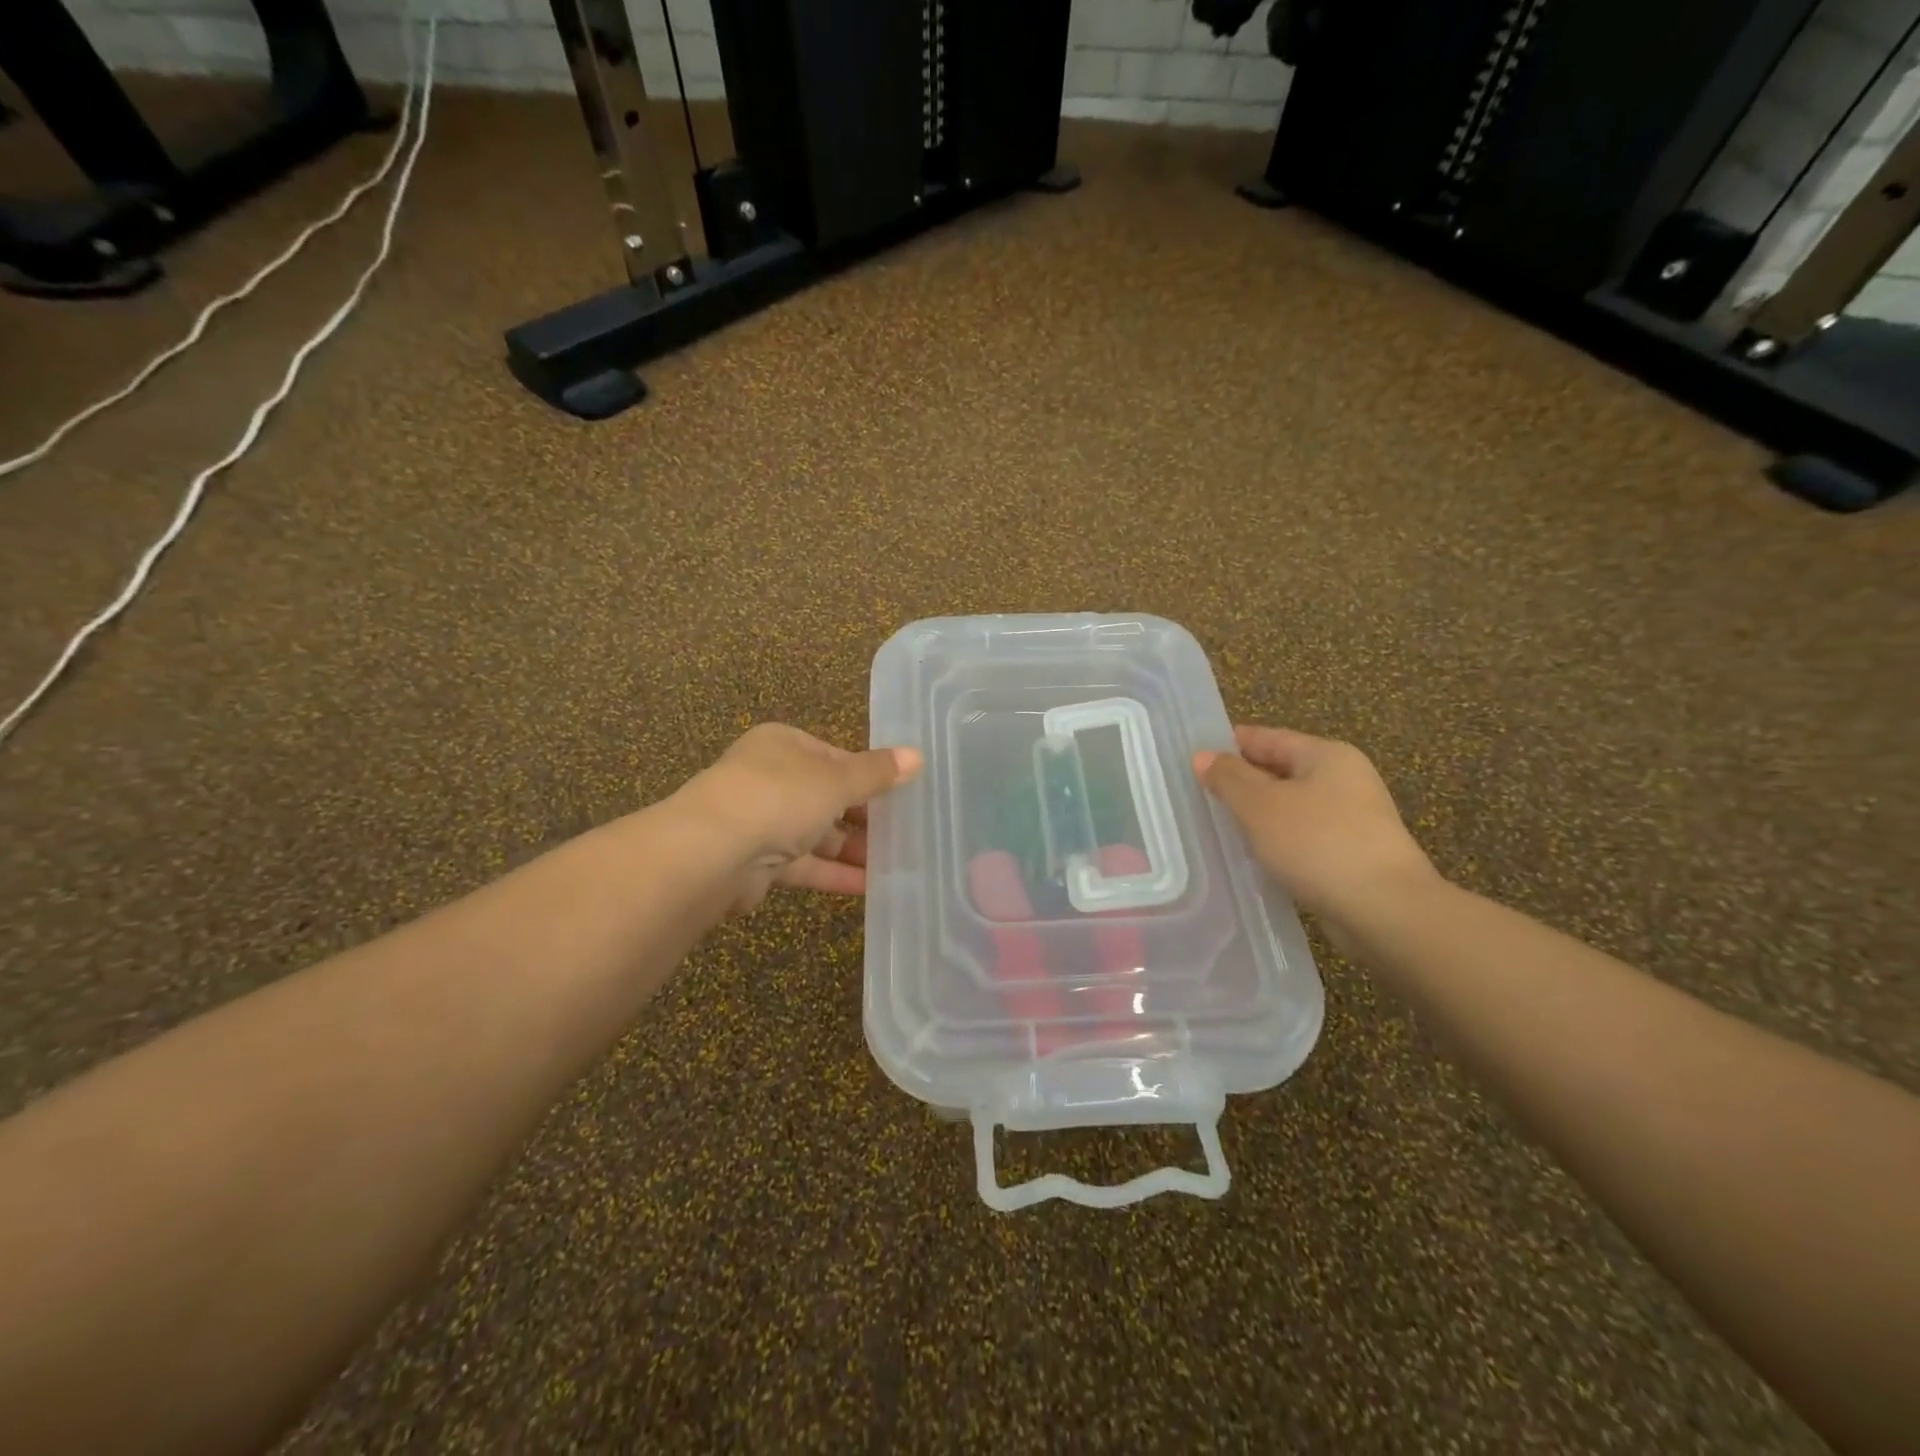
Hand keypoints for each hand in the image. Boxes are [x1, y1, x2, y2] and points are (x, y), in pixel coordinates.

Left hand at [678, 724, 922, 911]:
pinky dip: (834, 874)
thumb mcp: (837, 779)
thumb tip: (918, 755)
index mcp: (784, 745)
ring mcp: (761, 822)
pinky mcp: (758, 863)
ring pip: (817, 834)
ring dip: (852, 849)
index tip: (902, 794)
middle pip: (826, 796)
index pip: (834, 756)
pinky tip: (870, 887)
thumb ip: (877, 773)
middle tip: (904, 833)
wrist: (712, 853)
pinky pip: (805, 865)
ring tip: (897, 864)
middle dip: (863, 817)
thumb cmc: (780, 797)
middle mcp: (769, 778)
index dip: (868, 775)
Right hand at [1194, 725, 1437, 935]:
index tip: (1195, 756)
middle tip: (1198, 793)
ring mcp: (1352, 819)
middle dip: (1242, 781)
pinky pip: (1303, 837)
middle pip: (1281, 770)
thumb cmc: (1318, 844)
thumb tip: (1203, 756)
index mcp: (1327, 755)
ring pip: (1291, 806)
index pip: (1269, 738)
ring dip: (1258, 814)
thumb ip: (1229, 778)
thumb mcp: (1261, 805)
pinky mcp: (1352, 854)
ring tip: (1218, 826)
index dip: (1231, 744)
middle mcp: (1344, 780)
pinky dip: (1277, 841)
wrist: (1385, 910)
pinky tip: (1252, 856)